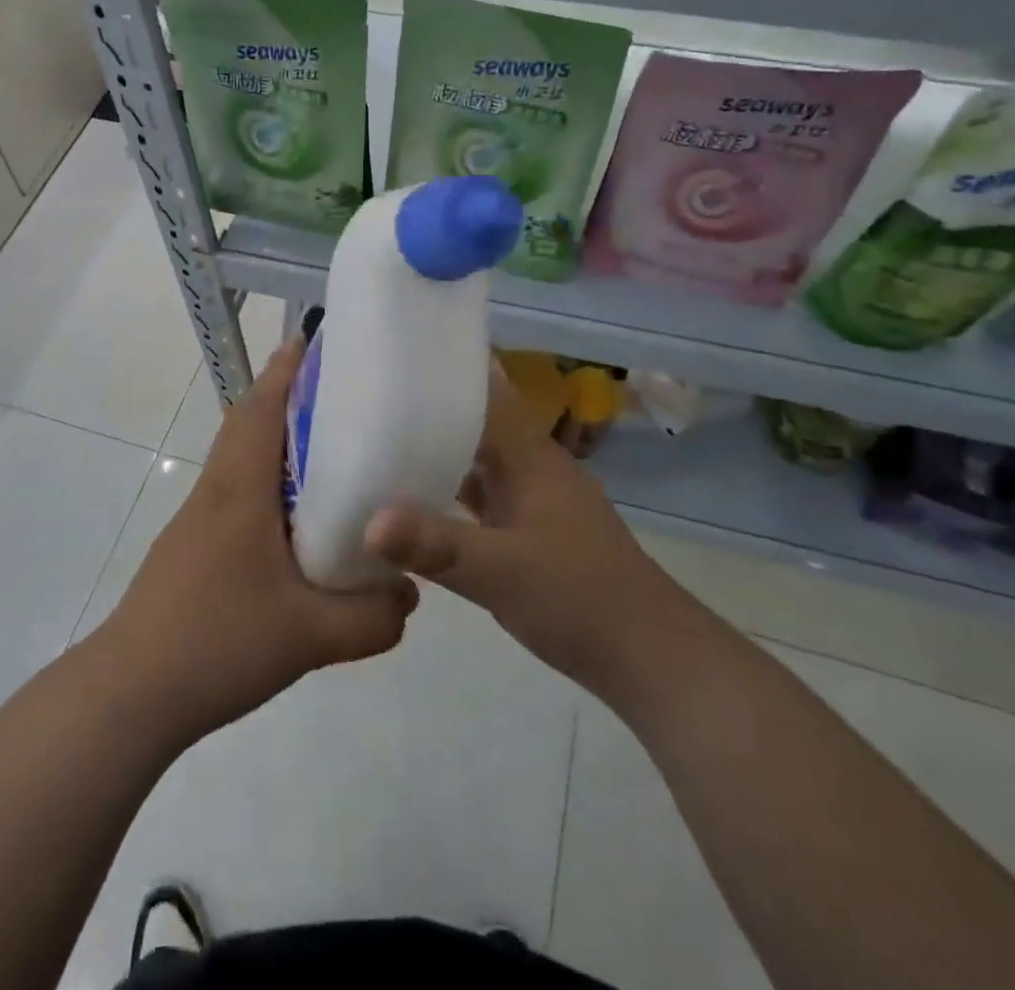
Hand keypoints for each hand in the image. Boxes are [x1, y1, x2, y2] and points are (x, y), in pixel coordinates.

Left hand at [99, 335, 418, 748]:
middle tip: (342, 394)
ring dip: (277, 440)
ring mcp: (199, 520)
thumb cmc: (216, 643)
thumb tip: (410, 594)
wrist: (130, 692)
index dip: (286, 371)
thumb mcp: (309, 636)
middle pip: (249, 424)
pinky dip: (269, 481)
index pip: (260, 408)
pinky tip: (299, 520)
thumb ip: (371, 617)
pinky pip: (238, 493)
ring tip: (332, 450)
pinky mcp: (194, 547)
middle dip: (288, 397)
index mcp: (239, 489)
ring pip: (242, 459)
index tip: (314, 340)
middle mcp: (217, 491)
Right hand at [365, 365, 661, 696]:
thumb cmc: (578, 597)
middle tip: (366, 400)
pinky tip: (412, 503)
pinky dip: (447, 493)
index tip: (393, 358)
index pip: (483, 393)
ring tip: (375, 443)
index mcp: (528, 456)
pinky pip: (478, 498)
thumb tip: (367, 522)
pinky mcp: (528, 533)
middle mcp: (529, 467)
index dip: (442, 373)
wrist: (648, 656)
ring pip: (475, 462)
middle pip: (473, 424)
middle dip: (426, 412)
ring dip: (435, 453)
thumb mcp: (500, 571)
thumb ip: (435, 545)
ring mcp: (531, 500)